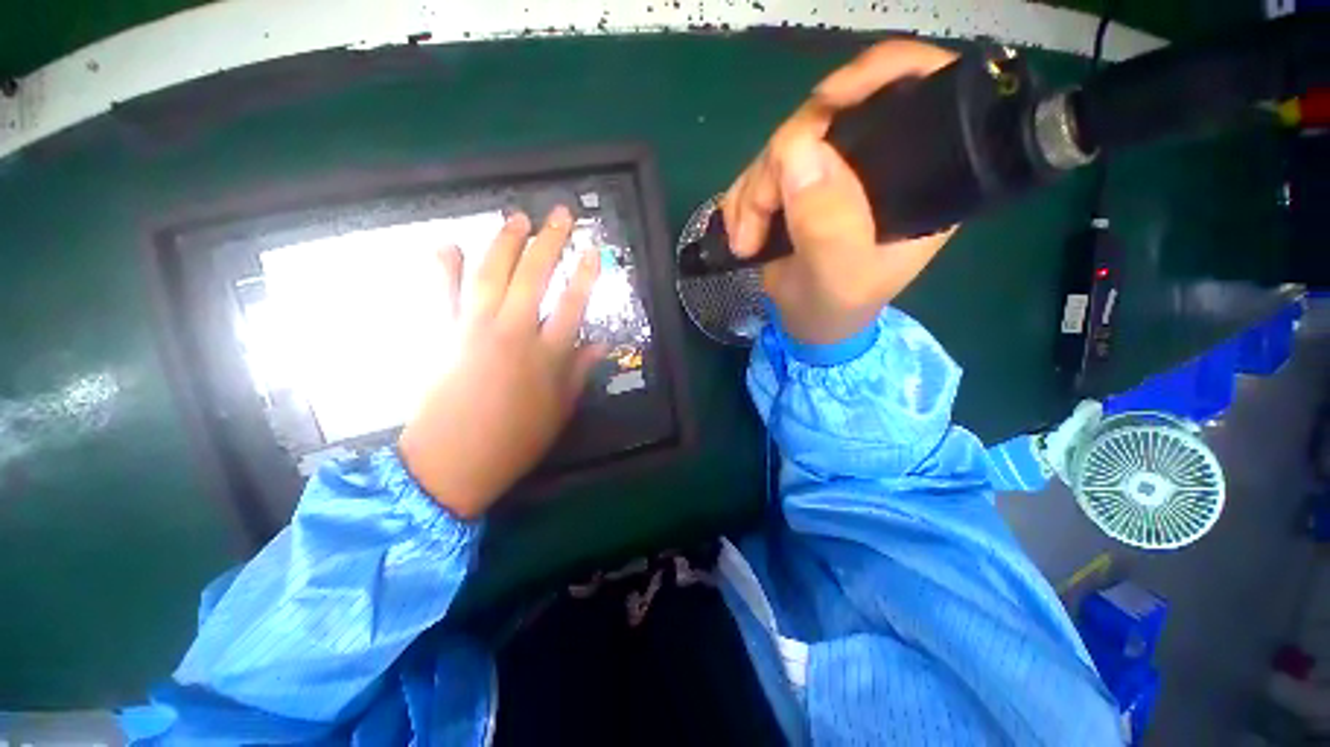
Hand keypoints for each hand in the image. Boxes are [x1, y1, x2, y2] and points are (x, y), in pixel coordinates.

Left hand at [398, 207, 603, 518]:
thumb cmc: (515, 440)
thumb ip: (580, 372)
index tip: (593, 251)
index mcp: (546, 354)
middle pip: (534, 277)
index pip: (573, 303)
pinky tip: (448, 245)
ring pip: (492, 274)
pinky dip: (443, 268)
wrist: (453, 462)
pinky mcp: (442, 335)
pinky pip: (441, 294)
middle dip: (550, 242)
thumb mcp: (560, 410)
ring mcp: (474, 329)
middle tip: (560, 214)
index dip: (585, 274)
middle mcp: (513, 332)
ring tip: (516, 218)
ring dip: (506, 243)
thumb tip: (600, 343)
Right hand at [722, 40, 958, 344]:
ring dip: (752, 191)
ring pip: (785, 144)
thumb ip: (826, 223)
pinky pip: (762, 169)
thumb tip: (797, 151)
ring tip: (744, 241)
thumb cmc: (836, 308)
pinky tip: (739, 231)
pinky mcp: (799, 184)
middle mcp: (878, 160)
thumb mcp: (838, 277)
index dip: (873, 77)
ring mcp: (833, 170)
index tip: (824, 106)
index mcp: (919, 175)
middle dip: (778, 165)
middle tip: (753, 224)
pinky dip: (742, 198)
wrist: (808, 324)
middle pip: (827, 116)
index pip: (916, 87)